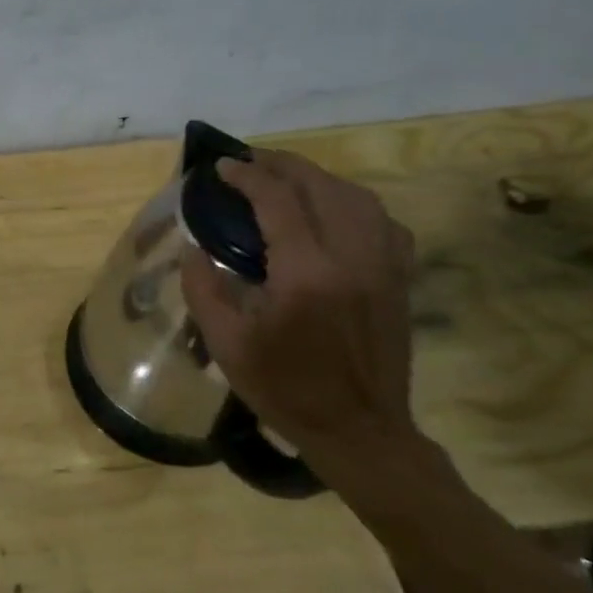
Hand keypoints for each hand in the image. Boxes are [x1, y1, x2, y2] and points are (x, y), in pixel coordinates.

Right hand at [181, 149, 419, 468]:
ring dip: (319, 178)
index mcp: (307, 274)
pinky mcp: (399, 279)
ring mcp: (384, 266)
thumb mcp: (226, 343)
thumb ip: (203, 288)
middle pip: (321, 186)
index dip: (247, 176)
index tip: (221, 167)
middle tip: (250, 162)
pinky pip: (383, 222)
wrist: (359, 430)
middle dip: (282, 165)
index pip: (278, 201)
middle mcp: (352, 258)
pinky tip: (334, 211)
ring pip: (358, 197)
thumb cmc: (284, 388)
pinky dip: (354, 204)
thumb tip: (193, 247)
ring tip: (287, 179)